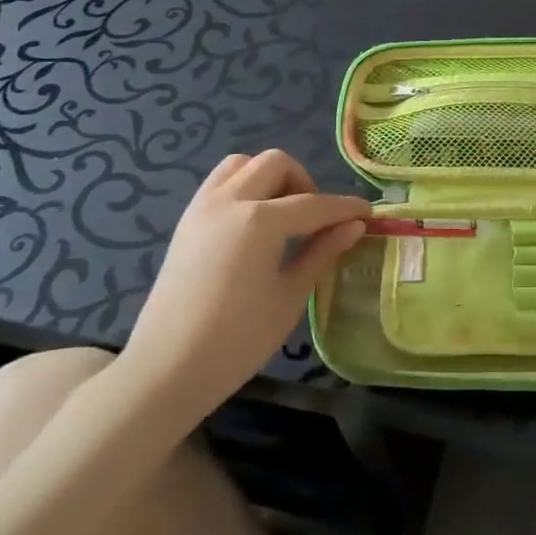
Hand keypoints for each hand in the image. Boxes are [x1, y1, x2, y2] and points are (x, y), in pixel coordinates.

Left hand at [123, 150, 368, 423]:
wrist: (166, 371)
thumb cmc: (237, 339)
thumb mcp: (290, 296)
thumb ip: (322, 252)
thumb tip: (354, 226)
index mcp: (260, 220)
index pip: (315, 204)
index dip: (346, 208)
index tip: (369, 214)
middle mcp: (229, 200)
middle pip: (276, 164)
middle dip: (305, 183)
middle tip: (318, 219)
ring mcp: (202, 207)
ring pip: (242, 164)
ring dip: (269, 177)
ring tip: (283, 215)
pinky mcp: (186, 221)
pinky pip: (219, 183)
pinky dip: (244, 187)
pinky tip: (255, 224)